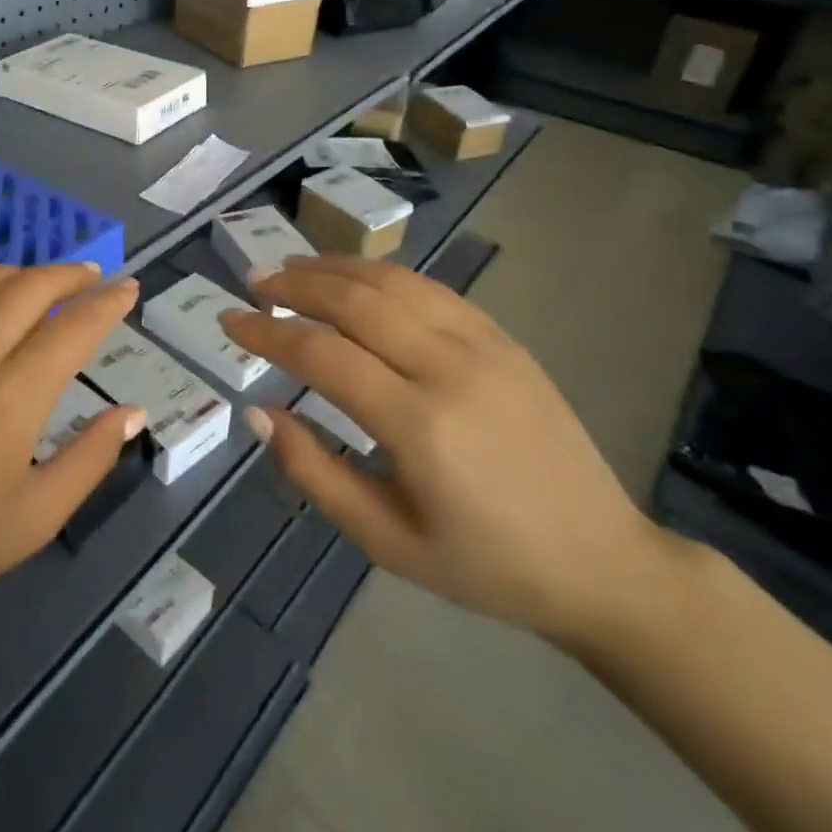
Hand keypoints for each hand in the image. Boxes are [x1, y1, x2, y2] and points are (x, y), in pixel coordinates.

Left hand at [0, 262, 144, 639]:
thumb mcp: (37, 517)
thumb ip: (91, 458)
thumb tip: (133, 412)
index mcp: (12, 398)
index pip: (73, 328)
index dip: (107, 304)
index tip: (128, 290)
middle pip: (30, 288)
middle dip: (70, 275)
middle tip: (92, 279)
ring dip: (22, 271)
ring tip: (43, 282)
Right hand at [221, 255, 668, 645]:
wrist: (601, 561)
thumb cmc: (485, 564)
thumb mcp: (387, 542)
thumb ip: (315, 473)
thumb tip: (258, 412)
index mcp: (419, 425)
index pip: (321, 353)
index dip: (267, 331)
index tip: (230, 319)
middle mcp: (449, 368)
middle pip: (354, 301)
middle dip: (294, 285)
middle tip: (254, 282)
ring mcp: (484, 345)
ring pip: (392, 282)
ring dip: (334, 267)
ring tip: (292, 267)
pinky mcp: (504, 339)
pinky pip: (431, 288)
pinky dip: (381, 273)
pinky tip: (355, 277)